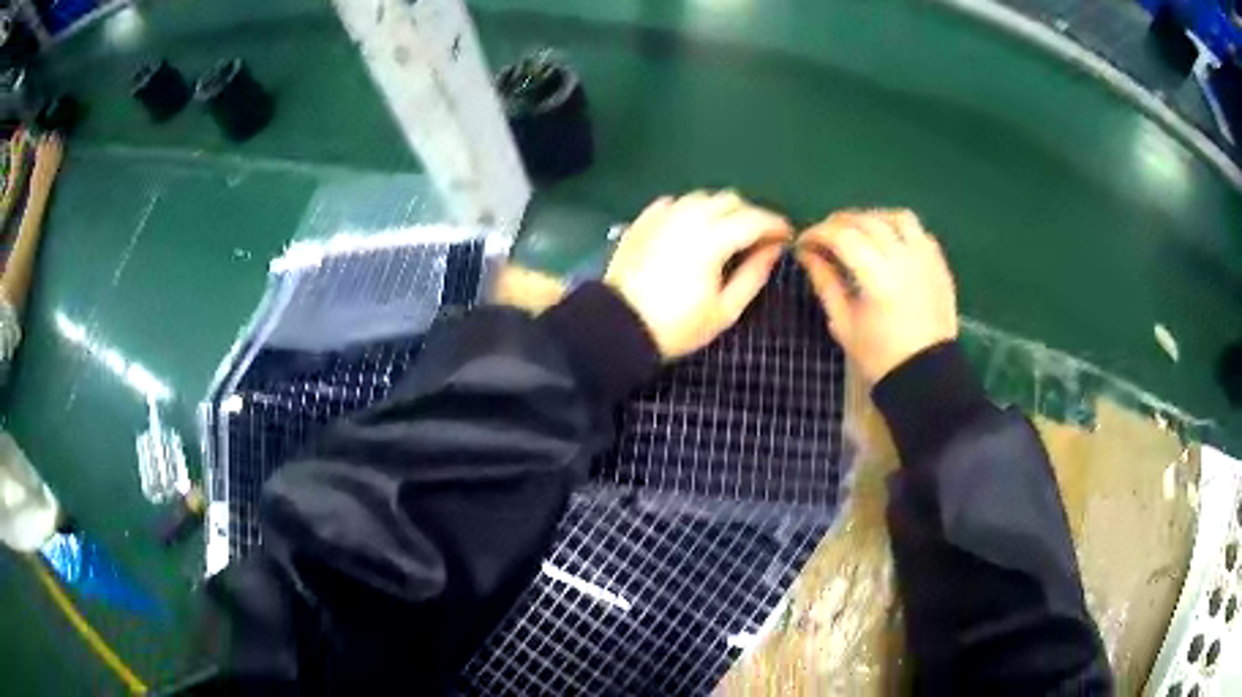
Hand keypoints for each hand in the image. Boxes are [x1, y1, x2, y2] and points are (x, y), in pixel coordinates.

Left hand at [605, 191, 792, 358]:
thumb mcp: (724, 310)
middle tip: (758, 237)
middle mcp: (688, 217)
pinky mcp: (643, 221)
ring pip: (701, 197)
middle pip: (729, 199)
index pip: (754, 219)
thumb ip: (753, 275)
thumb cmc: (676, 326)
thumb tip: (773, 249)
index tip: (787, 236)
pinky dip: (691, 210)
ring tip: (727, 232)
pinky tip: (693, 228)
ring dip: (721, 209)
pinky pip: (674, 203)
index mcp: (712, 239)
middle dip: (750, 214)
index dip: (776, 224)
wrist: (618, 327)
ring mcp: (662, 216)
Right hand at [797, 209, 956, 383]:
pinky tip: (888, 243)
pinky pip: (919, 231)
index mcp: (878, 277)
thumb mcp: (843, 323)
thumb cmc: (880, 356)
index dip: (817, 233)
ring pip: (896, 217)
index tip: (802, 243)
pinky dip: (898, 228)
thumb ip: (825, 283)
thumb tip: (807, 255)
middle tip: (823, 237)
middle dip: (838, 223)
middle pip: (866, 221)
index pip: (842, 236)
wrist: (926, 376)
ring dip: (872, 218)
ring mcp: (925, 258)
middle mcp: (904, 258)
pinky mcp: (939, 264)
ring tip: (858, 232)